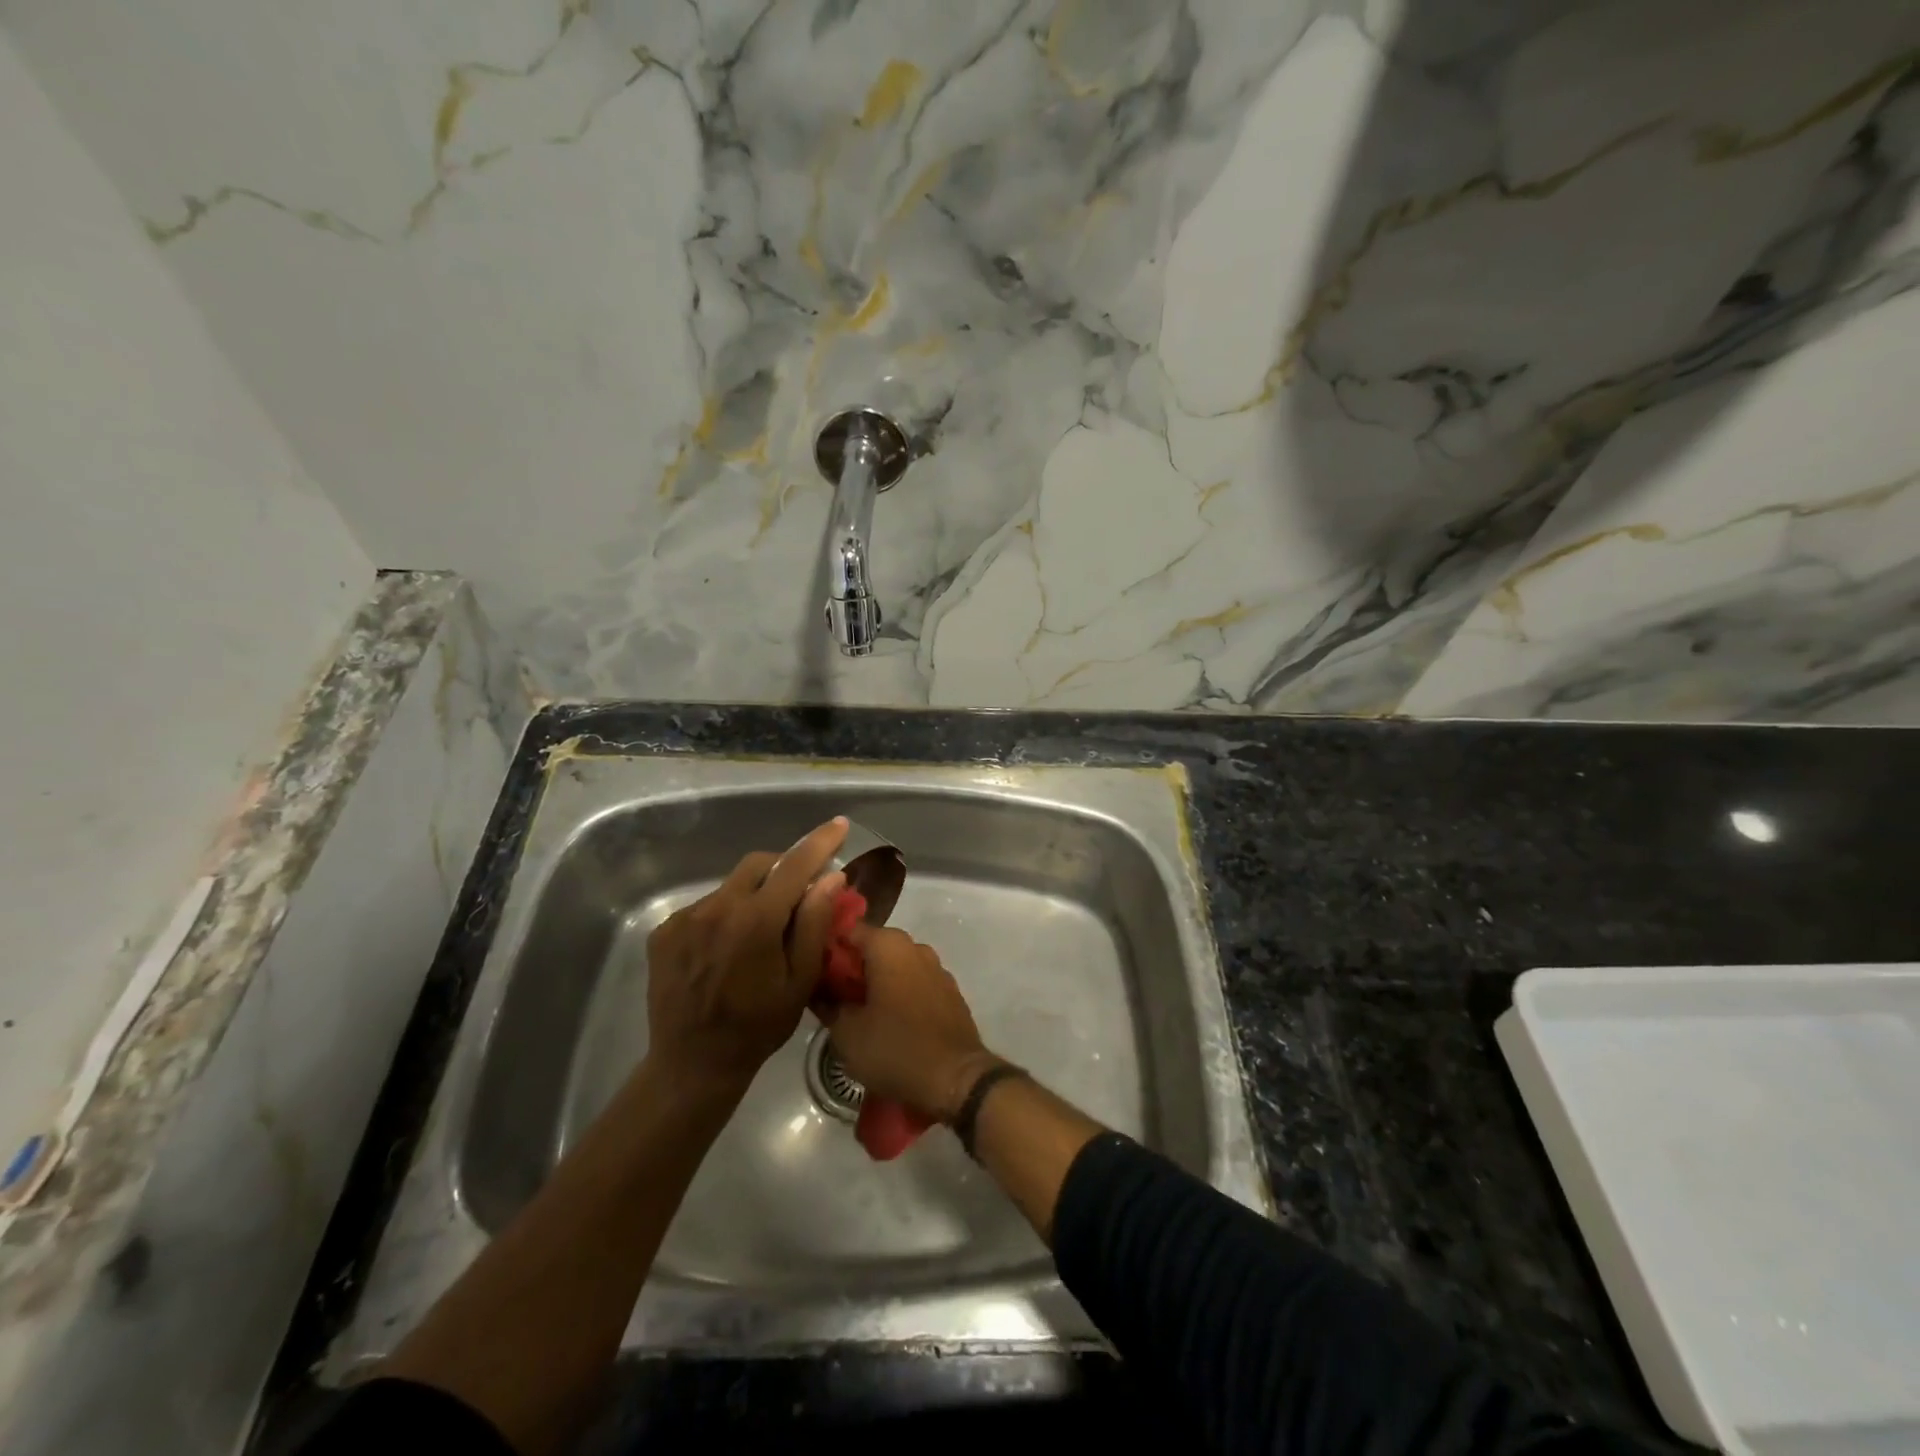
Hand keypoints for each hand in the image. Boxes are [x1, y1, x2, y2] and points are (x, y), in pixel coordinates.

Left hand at [644, 817, 849, 1097]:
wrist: (692, 1065)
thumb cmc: (757, 1027)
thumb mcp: (800, 981)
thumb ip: (814, 923)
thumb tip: (831, 877)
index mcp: (755, 921)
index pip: (795, 865)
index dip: (820, 842)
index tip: (839, 824)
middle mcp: (716, 908)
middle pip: (758, 864)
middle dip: (784, 867)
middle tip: (801, 891)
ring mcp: (685, 919)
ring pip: (731, 886)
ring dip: (754, 894)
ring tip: (761, 931)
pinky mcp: (664, 932)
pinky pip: (705, 906)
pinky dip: (726, 913)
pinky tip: (729, 947)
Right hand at [823, 924, 1000, 1123]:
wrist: (955, 1078)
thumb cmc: (894, 1048)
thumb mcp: (846, 1032)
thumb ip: (828, 1004)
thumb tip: (819, 991)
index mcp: (889, 945)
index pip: (849, 931)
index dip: (829, 949)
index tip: (815, 972)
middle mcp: (916, 948)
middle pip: (874, 949)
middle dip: (853, 969)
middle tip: (833, 997)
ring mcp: (937, 969)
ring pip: (897, 967)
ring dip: (878, 983)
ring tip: (860, 1013)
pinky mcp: (950, 993)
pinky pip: (916, 984)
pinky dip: (901, 995)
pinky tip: (890, 1022)